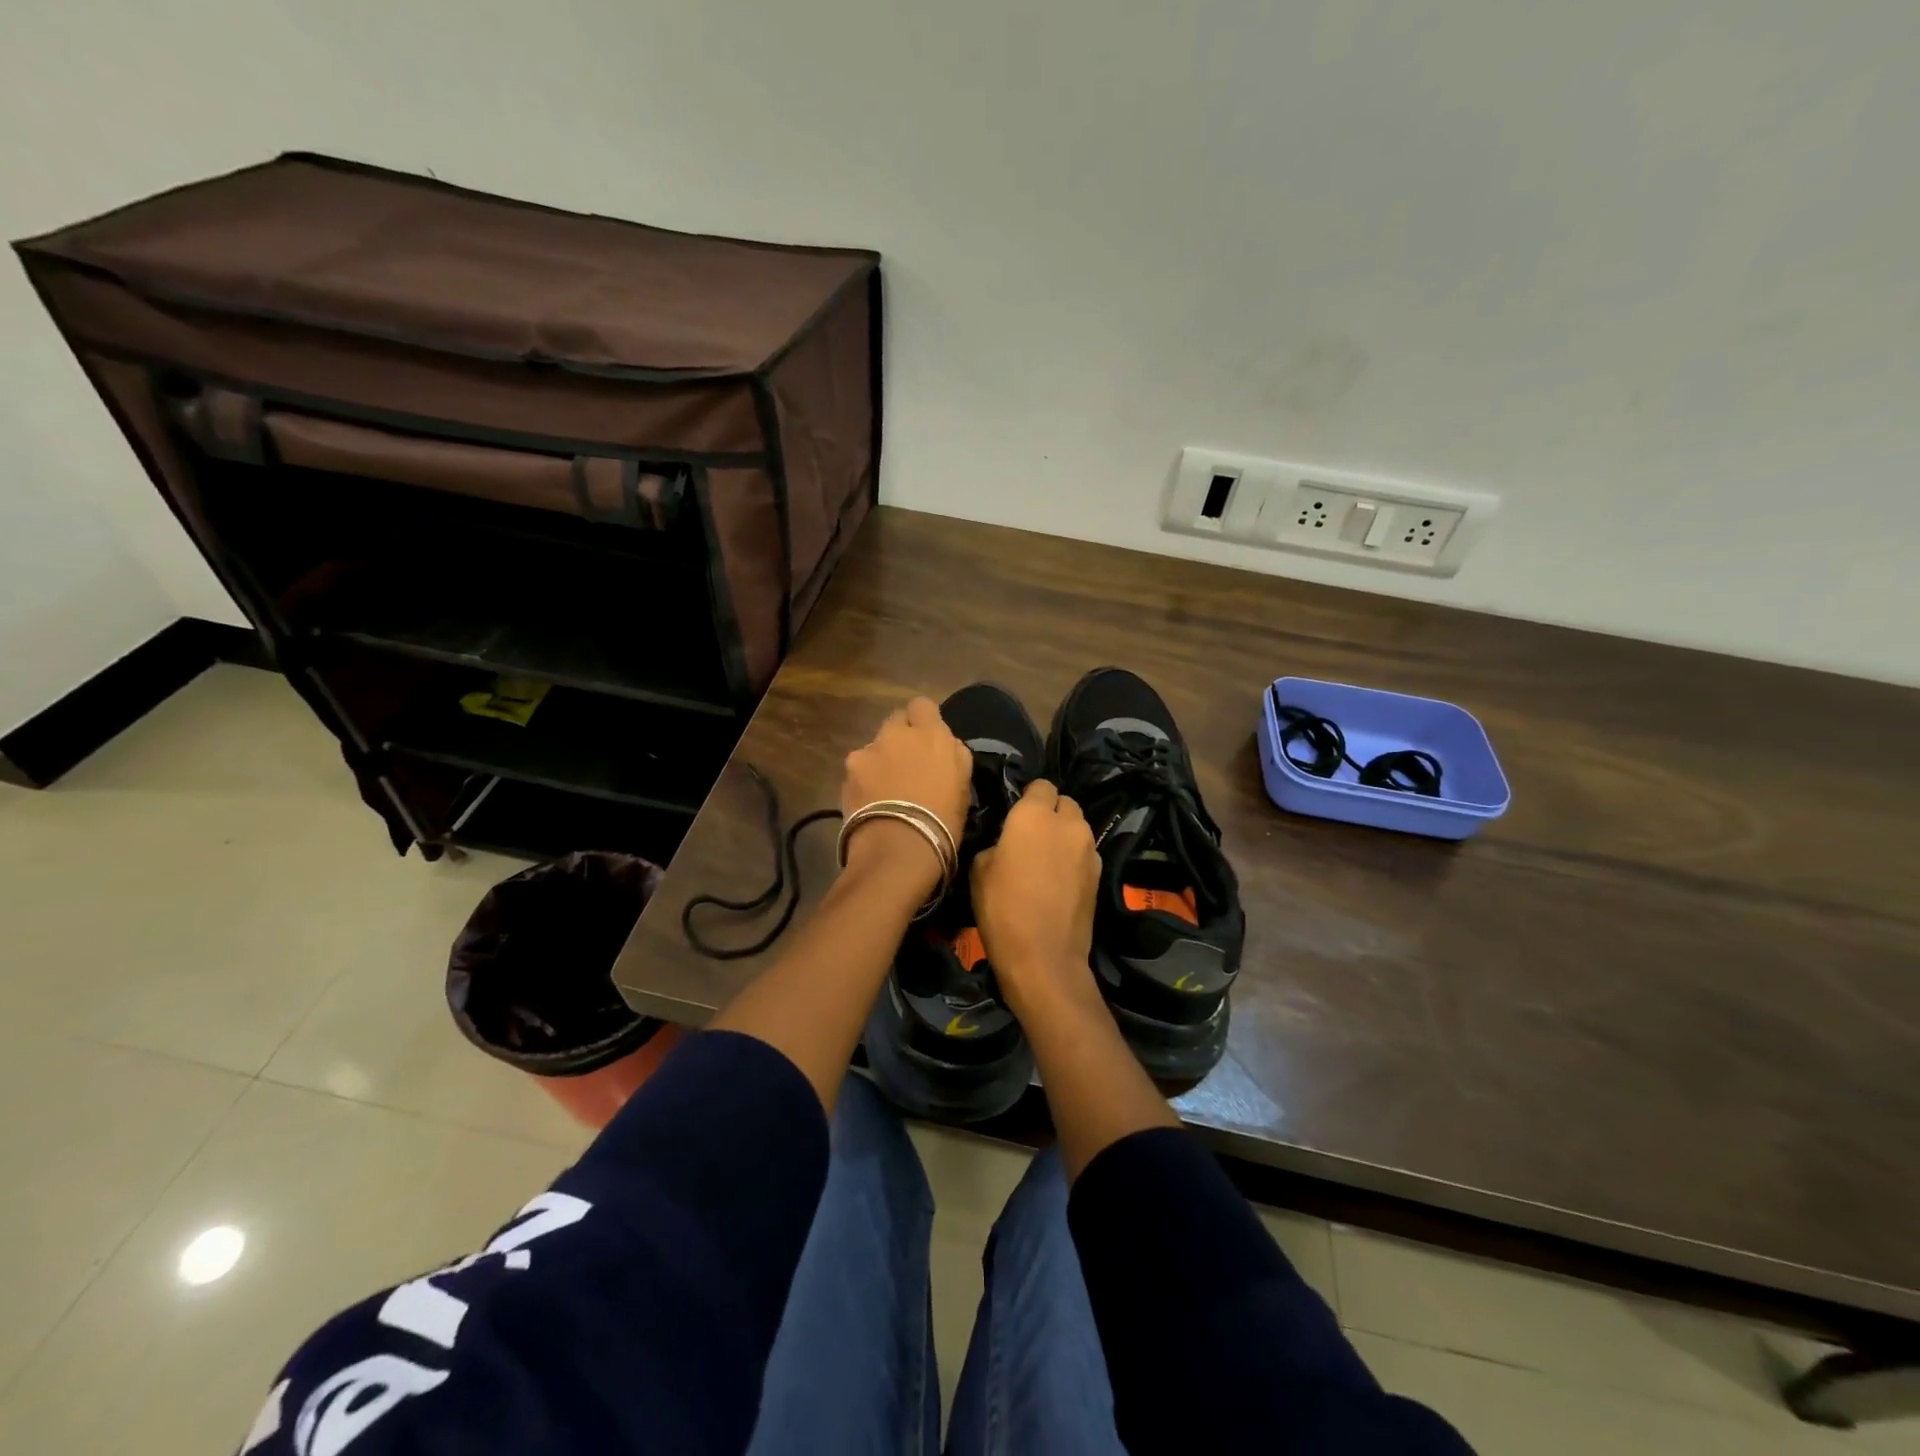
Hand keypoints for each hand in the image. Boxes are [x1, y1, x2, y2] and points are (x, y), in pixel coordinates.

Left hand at [840, 696, 972, 880]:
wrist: (899, 848)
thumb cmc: (943, 820)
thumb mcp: (964, 785)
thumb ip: (953, 754)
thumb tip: (945, 745)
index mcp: (931, 733)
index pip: (922, 705)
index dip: (923, 721)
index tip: (927, 740)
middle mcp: (897, 733)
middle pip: (895, 722)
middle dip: (900, 738)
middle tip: (906, 764)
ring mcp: (869, 750)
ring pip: (875, 746)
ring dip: (881, 760)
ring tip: (885, 790)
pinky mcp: (848, 771)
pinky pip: (859, 768)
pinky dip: (863, 779)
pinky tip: (869, 801)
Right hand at [971, 781, 1103, 1023]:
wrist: (1044, 957)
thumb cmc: (1002, 908)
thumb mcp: (979, 870)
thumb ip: (998, 843)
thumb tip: (1008, 843)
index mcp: (1034, 814)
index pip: (1040, 785)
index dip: (1028, 797)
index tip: (1015, 816)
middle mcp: (1069, 823)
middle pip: (1064, 802)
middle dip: (1050, 812)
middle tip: (1030, 835)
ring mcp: (1090, 848)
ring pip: (1078, 827)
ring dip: (1064, 835)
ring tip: (1045, 859)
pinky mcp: (1101, 873)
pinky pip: (1085, 853)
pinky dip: (1074, 858)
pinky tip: (1059, 880)